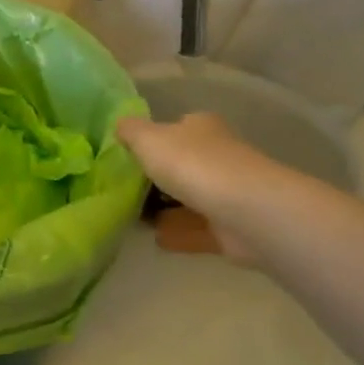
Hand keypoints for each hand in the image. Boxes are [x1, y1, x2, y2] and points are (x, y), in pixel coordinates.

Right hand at [116, 113, 285, 264]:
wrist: (243, 211)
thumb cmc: (191, 164)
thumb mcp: (147, 139)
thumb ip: (130, 131)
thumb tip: (120, 125)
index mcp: (201, 128)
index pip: (177, 128)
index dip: (154, 140)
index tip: (130, 156)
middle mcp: (219, 155)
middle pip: (183, 164)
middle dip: (158, 178)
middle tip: (126, 190)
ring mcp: (228, 192)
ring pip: (190, 198)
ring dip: (168, 209)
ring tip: (134, 218)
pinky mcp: (232, 226)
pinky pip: (197, 229)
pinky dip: (179, 233)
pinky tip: (157, 239)